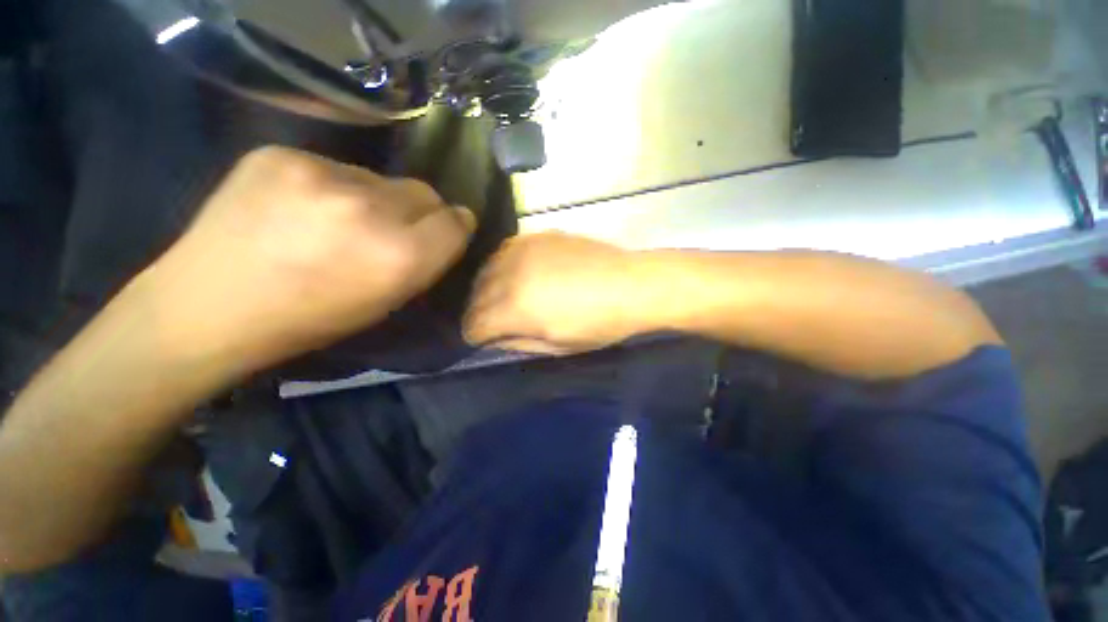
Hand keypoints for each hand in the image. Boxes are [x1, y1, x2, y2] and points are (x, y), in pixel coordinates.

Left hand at [136, 146, 474, 371]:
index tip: (444, 231)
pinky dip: (330, 187)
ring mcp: (320, 174)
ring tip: (336, 221)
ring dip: (374, 198)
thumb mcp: (388, 301)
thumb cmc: (311, 319)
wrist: (209, 307)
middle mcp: (370, 209)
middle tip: (390, 228)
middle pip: (424, 191)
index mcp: (400, 256)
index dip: (454, 226)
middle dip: (418, 211)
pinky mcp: (280, 154)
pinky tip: (300, 208)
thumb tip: (445, 226)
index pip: (457, 221)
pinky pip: (332, 167)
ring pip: (379, 178)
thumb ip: (424, 260)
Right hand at [464, 233, 650, 353]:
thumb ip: (518, 343)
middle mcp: (511, 275)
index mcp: (517, 308)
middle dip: (477, 312)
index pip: (475, 323)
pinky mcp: (536, 236)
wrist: (631, 285)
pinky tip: (513, 273)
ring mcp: (523, 250)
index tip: (480, 339)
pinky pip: (504, 250)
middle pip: (476, 295)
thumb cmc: (599, 324)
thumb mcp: (558, 347)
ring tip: (498, 297)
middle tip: (489, 321)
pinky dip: (501, 265)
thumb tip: (494, 338)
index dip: (474, 335)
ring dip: (486, 287)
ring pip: (486, 270)